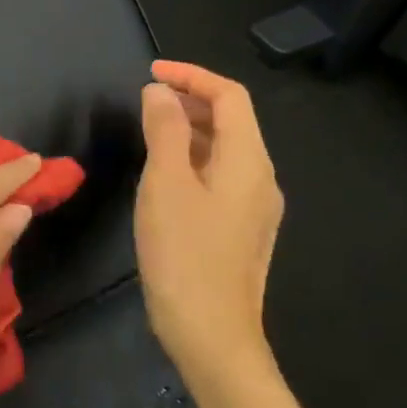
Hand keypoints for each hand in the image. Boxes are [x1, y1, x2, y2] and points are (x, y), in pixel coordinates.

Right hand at [134, 60, 283, 382]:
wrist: (211, 335)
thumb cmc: (184, 254)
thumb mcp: (165, 184)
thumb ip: (163, 131)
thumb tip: (160, 92)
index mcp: (249, 161)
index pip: (230, 97)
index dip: (192, 76)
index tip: (151, 72)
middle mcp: (260, 178)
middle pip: (232, 121)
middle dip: (191, 100)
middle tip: (145, 99)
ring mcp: (253, 207)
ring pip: (225, 149)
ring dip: (189, 130)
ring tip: (148, 129)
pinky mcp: (240, 229)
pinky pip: (220, 176)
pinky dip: (192, 158)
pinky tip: (163, 174)